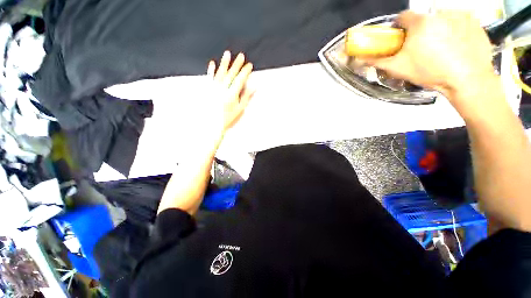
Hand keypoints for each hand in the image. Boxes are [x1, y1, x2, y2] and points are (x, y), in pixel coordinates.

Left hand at [206, 51, 254, 134]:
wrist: (212, 123)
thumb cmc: (228, 117)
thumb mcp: (240, 109)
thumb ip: (246, 97)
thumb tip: (253, 87)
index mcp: (232, 94)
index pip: (240, 80)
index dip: (245, 72)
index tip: (249, 65)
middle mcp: (222, 89)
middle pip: (231, 74)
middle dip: (236, 64)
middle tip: (241, 55)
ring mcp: (214, 88)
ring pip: (220, 73)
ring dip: (224, 63)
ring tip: (227, 54)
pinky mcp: (207, 90)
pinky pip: (209, 78)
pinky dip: (211, 70)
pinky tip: (212, 63)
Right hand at [369, 11, 497, 104]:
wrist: (467, 79)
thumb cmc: (430, 72)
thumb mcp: (399, 69)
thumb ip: (378, 61)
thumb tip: (360, 59)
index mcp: (420, 22)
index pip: (403, 17)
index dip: (399, 28)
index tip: (401, 39)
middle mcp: (439, 12)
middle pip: (423, 19)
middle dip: (419, 31)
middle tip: (422, 48)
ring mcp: (459, 14)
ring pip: (441, 19)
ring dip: (437, 29)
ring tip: (441, 48)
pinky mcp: (474, 21)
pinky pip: (459, 21)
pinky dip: (455, 29)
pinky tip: (456, 44)